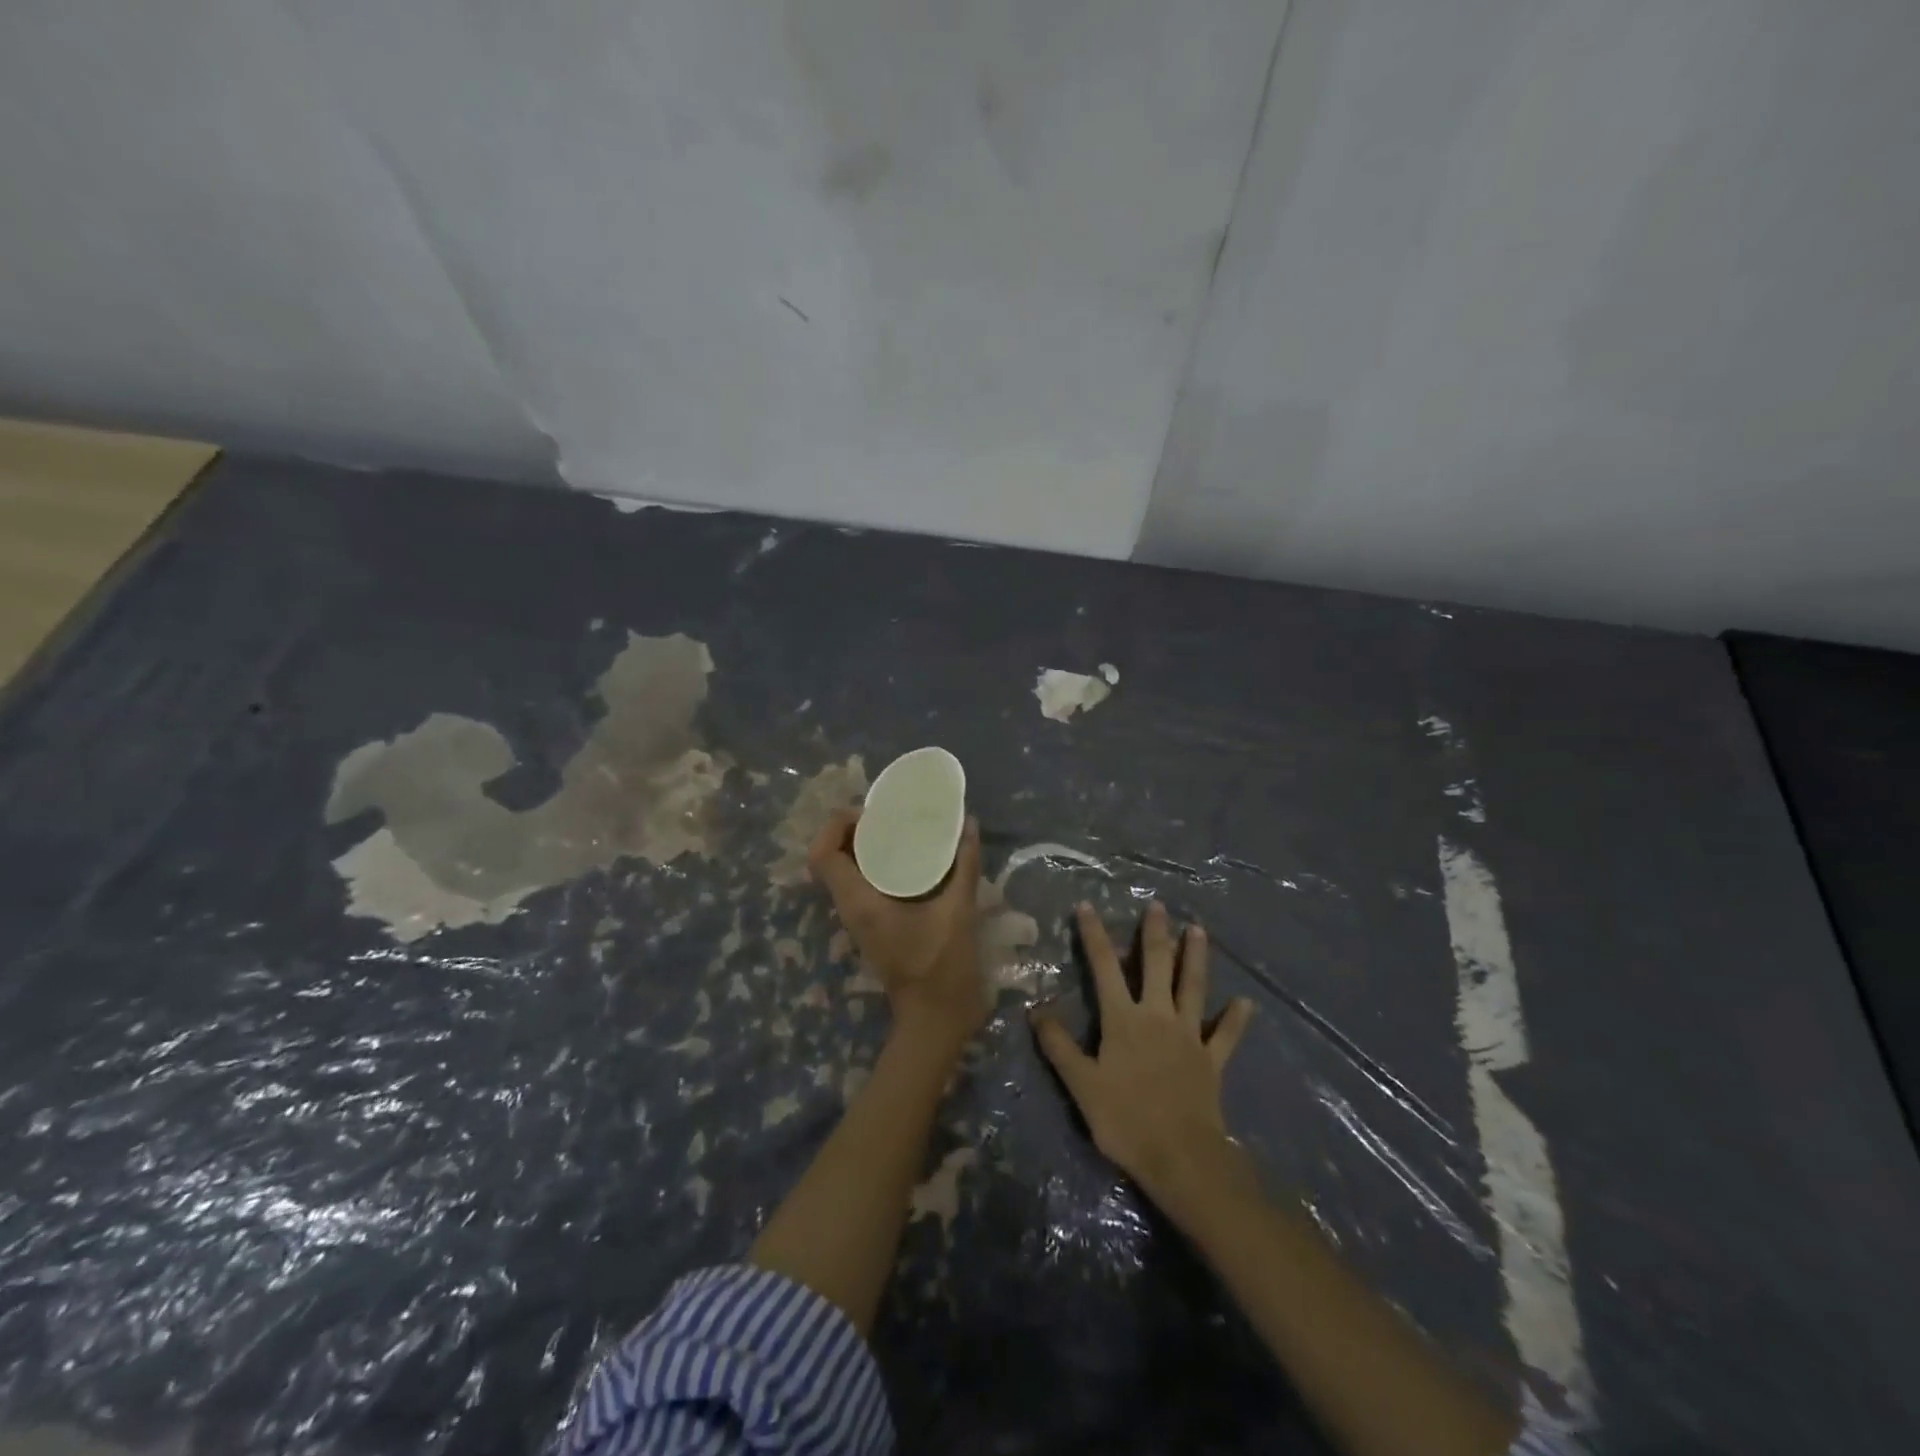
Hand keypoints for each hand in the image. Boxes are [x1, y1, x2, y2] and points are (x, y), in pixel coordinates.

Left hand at [808, 809, 985, 1049]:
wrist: (936, 1020)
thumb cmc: (942, 967)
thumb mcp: (958, 911)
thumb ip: (964, 866)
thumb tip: (969, 824)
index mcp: (860, 902)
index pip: (823, 855)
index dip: (836, 825)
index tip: (870, 813)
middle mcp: (851, 908)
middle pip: (831, 858)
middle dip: (851, 831)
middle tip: (887, 816)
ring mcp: (860, 919)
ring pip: (845, 872)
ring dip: (863, 847)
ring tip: (898, 830)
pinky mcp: (874, 926)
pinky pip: (863, 885)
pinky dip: (876, 866)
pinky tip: (909, 859)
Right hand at [1032, 902, 1253, 1203]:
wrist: (1180, 1157)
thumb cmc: (1125, 1119)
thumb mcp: (1081, 1084)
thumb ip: (1059, 1046)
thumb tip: (1035, 1010)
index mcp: (1123, 1019)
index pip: (1105, 967)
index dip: (1095, 935)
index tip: (1087, 906)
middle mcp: (1157, 1016)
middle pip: (1156, 966)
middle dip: (1154, 934)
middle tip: (1158, 905)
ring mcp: (1189, 1036)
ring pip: (1192, 988)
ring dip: (1195, 958)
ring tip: (1198, 930)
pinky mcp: (1211, 1060)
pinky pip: (1226, 1036)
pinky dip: (1236, 1019)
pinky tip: (1246, 1003)